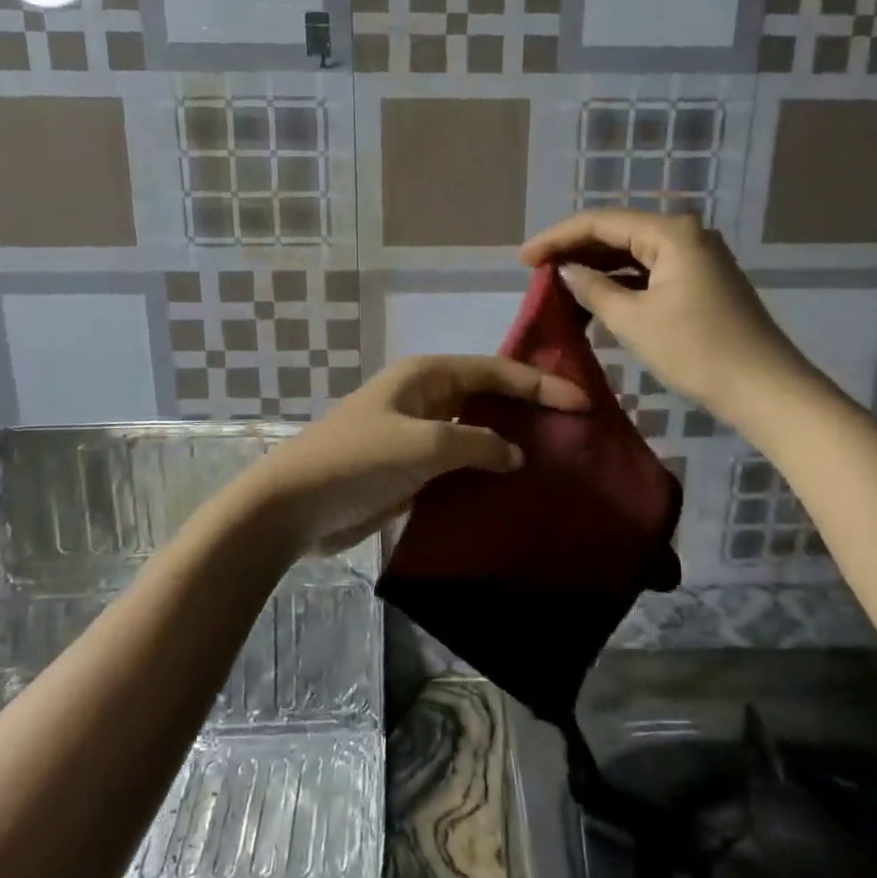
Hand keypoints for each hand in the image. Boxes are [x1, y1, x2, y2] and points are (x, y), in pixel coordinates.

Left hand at [234, 356, 588, 555]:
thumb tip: (515, 454)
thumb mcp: (424, 445)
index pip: (495, 370)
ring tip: (555, 458)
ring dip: (509, 442)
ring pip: (475, 431)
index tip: (583, 403)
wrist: (293, 506)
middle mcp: (425, 397)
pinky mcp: (410, 469)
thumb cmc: (358, 460)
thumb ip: (477, 444)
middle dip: (528, 409)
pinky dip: (485, 471)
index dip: (540, 385)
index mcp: (427, 376)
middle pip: (487, 396)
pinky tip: (512, 489)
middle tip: (575, 428)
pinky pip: (459, 463)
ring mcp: (416, 434)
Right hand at [520, 211, 811, 416]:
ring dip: (596, 268)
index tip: (523, 260)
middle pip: (617, 232)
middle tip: (536, 272)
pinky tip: (595, 298)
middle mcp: (686, 234)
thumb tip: (567, 271)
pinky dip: (620, 283)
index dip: (556, 238)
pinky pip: (649, 272)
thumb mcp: (634, 320)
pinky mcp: (701, 282)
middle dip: (575, 250)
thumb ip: (593, 289)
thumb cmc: (696, 351)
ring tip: (558, 286)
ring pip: (633, 253)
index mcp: (671, 233)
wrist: (765, 390)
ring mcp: (697, 258)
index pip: (600, 222)